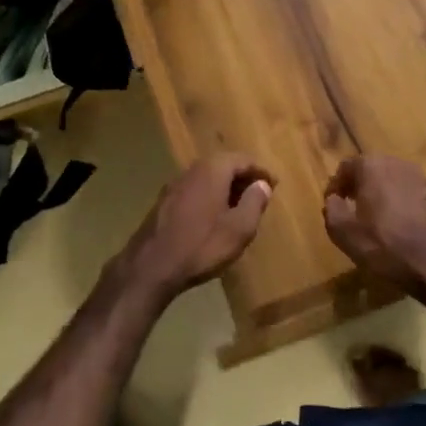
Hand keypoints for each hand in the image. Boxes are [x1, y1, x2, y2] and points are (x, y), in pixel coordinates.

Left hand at [121, 153, 274, 301]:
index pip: (243, 159)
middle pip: (224, 164)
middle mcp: (193, 169)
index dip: (261, 170)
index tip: (275, 184)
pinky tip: (214, 216)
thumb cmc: (201, 245)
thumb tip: (262, 184)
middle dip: (243, 177)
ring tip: (240, 206)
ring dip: (226, 187)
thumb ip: (254, 202)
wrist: (151, 265)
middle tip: (259, 193)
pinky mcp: (165, 200)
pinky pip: (195, 189)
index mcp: (213, 169)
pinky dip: (210, 195)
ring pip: (208, 177)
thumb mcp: (239, 229)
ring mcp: (175, 184)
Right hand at [323, 155, 425, 295]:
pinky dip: (400, 204)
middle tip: (352, 210)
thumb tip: (334, 200)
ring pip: (392, 181)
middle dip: (359, 187)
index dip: (336, 186)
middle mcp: (397, 163)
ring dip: (381, 195)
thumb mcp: (344, 233)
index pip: (346, 167)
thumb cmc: (385, 245)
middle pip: (370, 170)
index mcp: (372, 165)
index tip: (333, 205)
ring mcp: (421, 177)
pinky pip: (410, 193)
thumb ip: (332, 209)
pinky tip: (399, 227)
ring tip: (375, 220)